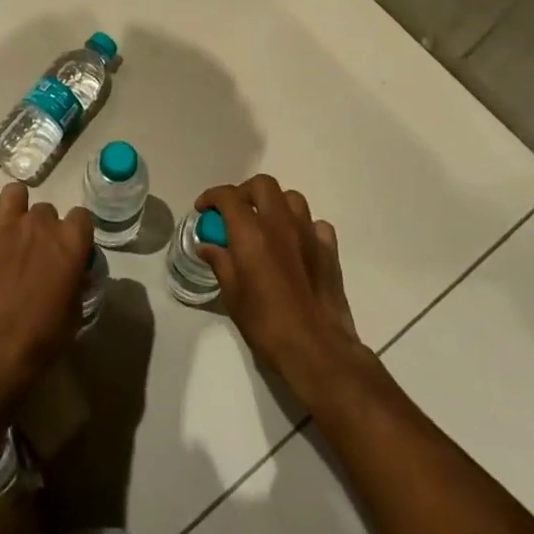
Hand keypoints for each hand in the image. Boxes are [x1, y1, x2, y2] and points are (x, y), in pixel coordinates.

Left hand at [0, 182, 93, 416]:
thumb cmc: (40, 340)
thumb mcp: (73, 315)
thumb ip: (77, 285)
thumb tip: (79, 274)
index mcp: (70, 243)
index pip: (81, 216)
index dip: (75, 231)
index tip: (67, 248)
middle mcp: (41, 224)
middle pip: (46, 208)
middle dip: (42, 226)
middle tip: (34, 251)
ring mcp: (7, 225)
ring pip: (14, 193)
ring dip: (14, 207)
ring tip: (8, 230)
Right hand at [196, 175, 365, 404]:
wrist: (317, 349)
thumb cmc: (267, 325)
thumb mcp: (233, 296)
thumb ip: (220, 262)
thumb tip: (208, 246)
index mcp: (251, 233)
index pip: (228, 196)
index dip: (212, 197)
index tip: (204, 210)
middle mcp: (281, 223)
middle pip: (262, 185)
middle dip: (245, 193)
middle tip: (235, 213)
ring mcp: (309, 233)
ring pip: (292, 198)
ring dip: (275, 205)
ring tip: (266, 225)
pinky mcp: (330, 249)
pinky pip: (315, 224)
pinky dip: (303, 227)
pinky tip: (296, 245)